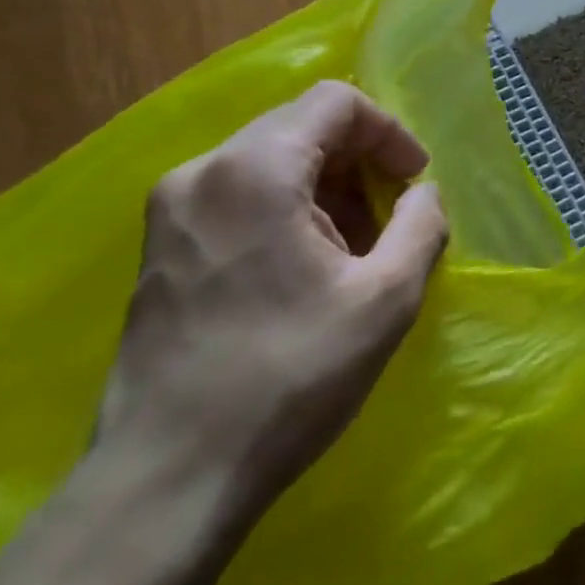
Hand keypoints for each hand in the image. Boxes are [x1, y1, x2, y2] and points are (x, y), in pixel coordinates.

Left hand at [96, 81, 449, 524]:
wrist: (165, 482)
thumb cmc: (289, 378)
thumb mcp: (386, 299)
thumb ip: (422, 225)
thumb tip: (424, 194)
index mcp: (255, 170)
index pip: (335, 102)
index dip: (388, 131)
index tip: (414, 181)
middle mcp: (202, 172)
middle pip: (300, 126)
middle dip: (358, 160)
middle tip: (390, 216)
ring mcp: (171, 211)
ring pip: (269, 160)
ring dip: (325, 186)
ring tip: (354, 247)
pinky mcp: (159, 250)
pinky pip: (238, 194)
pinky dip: (287, 208)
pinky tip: (305, 267)